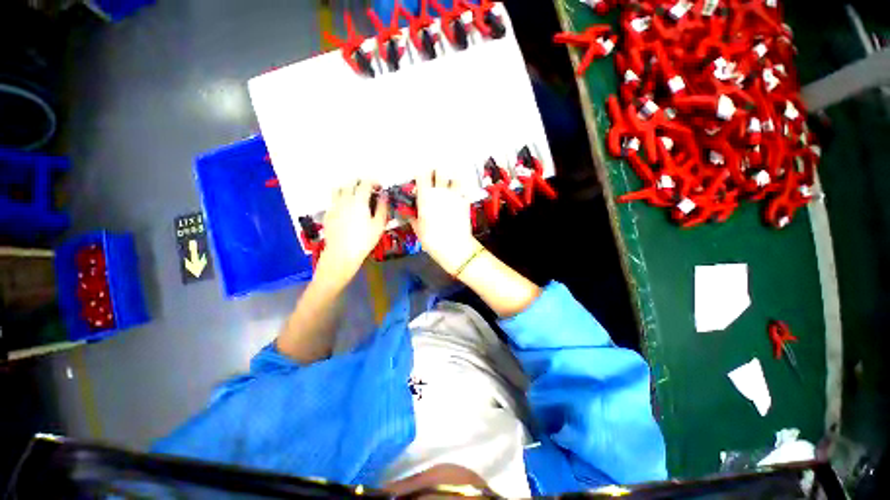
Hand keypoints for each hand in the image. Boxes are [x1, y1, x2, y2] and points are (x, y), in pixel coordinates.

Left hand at [316, 180, 387, 284]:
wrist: (342, 253)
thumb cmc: (364, 240)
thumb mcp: (379, 225)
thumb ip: (382, 207)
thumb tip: (384, 196)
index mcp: (359, 200)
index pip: (365, 183)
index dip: (374, 182)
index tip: (379, 187)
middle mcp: (344, 199)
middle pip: (350, 182)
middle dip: (361, 183)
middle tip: (369, 190)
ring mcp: (334, 206)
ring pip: (338, 189)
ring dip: (348, 188)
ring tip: (355, 196)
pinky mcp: (328, 214)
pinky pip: (334, 201)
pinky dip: (341, 200)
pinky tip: (346, 210)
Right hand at [411, 171, 482, 274]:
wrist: (455, 247)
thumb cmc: (433, 240)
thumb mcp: (418, 230)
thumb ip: (413, 218)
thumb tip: (410, 213)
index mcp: (426, 197)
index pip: (422, 175)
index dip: (421, 171)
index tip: (421, 171)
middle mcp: (440, 192)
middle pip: (440, 171)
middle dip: (437, 170)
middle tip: (436, 172)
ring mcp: (454, 195)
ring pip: (454, 176)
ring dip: (452, 175)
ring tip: (451, 175)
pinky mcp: (465, 201)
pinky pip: (465, 188)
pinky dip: (463, 185)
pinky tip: (462, 186)